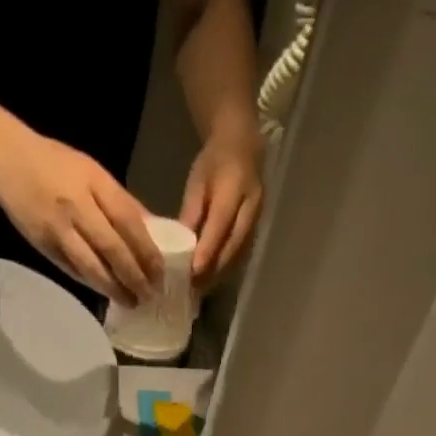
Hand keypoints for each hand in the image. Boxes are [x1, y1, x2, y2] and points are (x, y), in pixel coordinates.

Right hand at [0, 130, 162, 304]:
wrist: (7, 159)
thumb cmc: (56, 162)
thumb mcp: (94, 172)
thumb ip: (122, 201)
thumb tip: (152, 229)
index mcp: (95, 184)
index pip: (129, 223)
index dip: (147, 251)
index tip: (160, 272)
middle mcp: (78, 207)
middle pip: (113, 249)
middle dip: (134, 276)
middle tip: (150, 295)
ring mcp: (58, 228)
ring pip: (91, 265)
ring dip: (114, 288)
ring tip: (131, 302)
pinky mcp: (42, 244)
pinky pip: (71, 269)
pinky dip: (90, 283)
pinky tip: (105, 294)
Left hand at [179, 124, 262, 290]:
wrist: (243, 147)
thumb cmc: (214, 162)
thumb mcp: (197, 182)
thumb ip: (191, 212)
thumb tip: (178, 245)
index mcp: (235, 189)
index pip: (221, 224)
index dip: (208, 249)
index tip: (193, 271)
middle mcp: (251, 207)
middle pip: (233, 245)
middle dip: (213, 269)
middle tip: (192, 288)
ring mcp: (258, 219)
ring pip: (239, 253)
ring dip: (220, 273)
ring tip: (199, 289)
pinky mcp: (257, 228)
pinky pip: (242, 253)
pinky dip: (226, 267)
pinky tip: (211, 278)